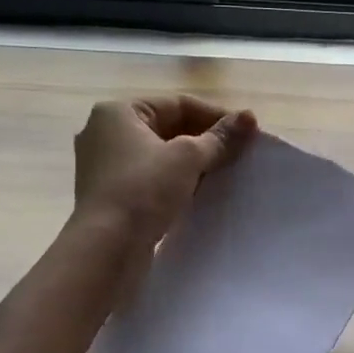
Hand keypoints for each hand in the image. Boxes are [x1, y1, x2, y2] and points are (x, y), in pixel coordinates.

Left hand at [74, 95, 256, 243]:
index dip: (215, 116)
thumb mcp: (188, 158)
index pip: (177, 104)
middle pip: (168, 127)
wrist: (107, 248)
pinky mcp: (110, 194)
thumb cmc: (144, 190)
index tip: (245, 133)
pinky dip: (174, 180)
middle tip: (238, 154)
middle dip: (204, 140)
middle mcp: (105, 132)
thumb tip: (249, 117)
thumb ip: (220, 137)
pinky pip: (150, 177)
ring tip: (223, 173)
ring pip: (160, 154)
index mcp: (118, 112)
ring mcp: (105, 165)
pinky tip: (198, 192)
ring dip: (191, 162)